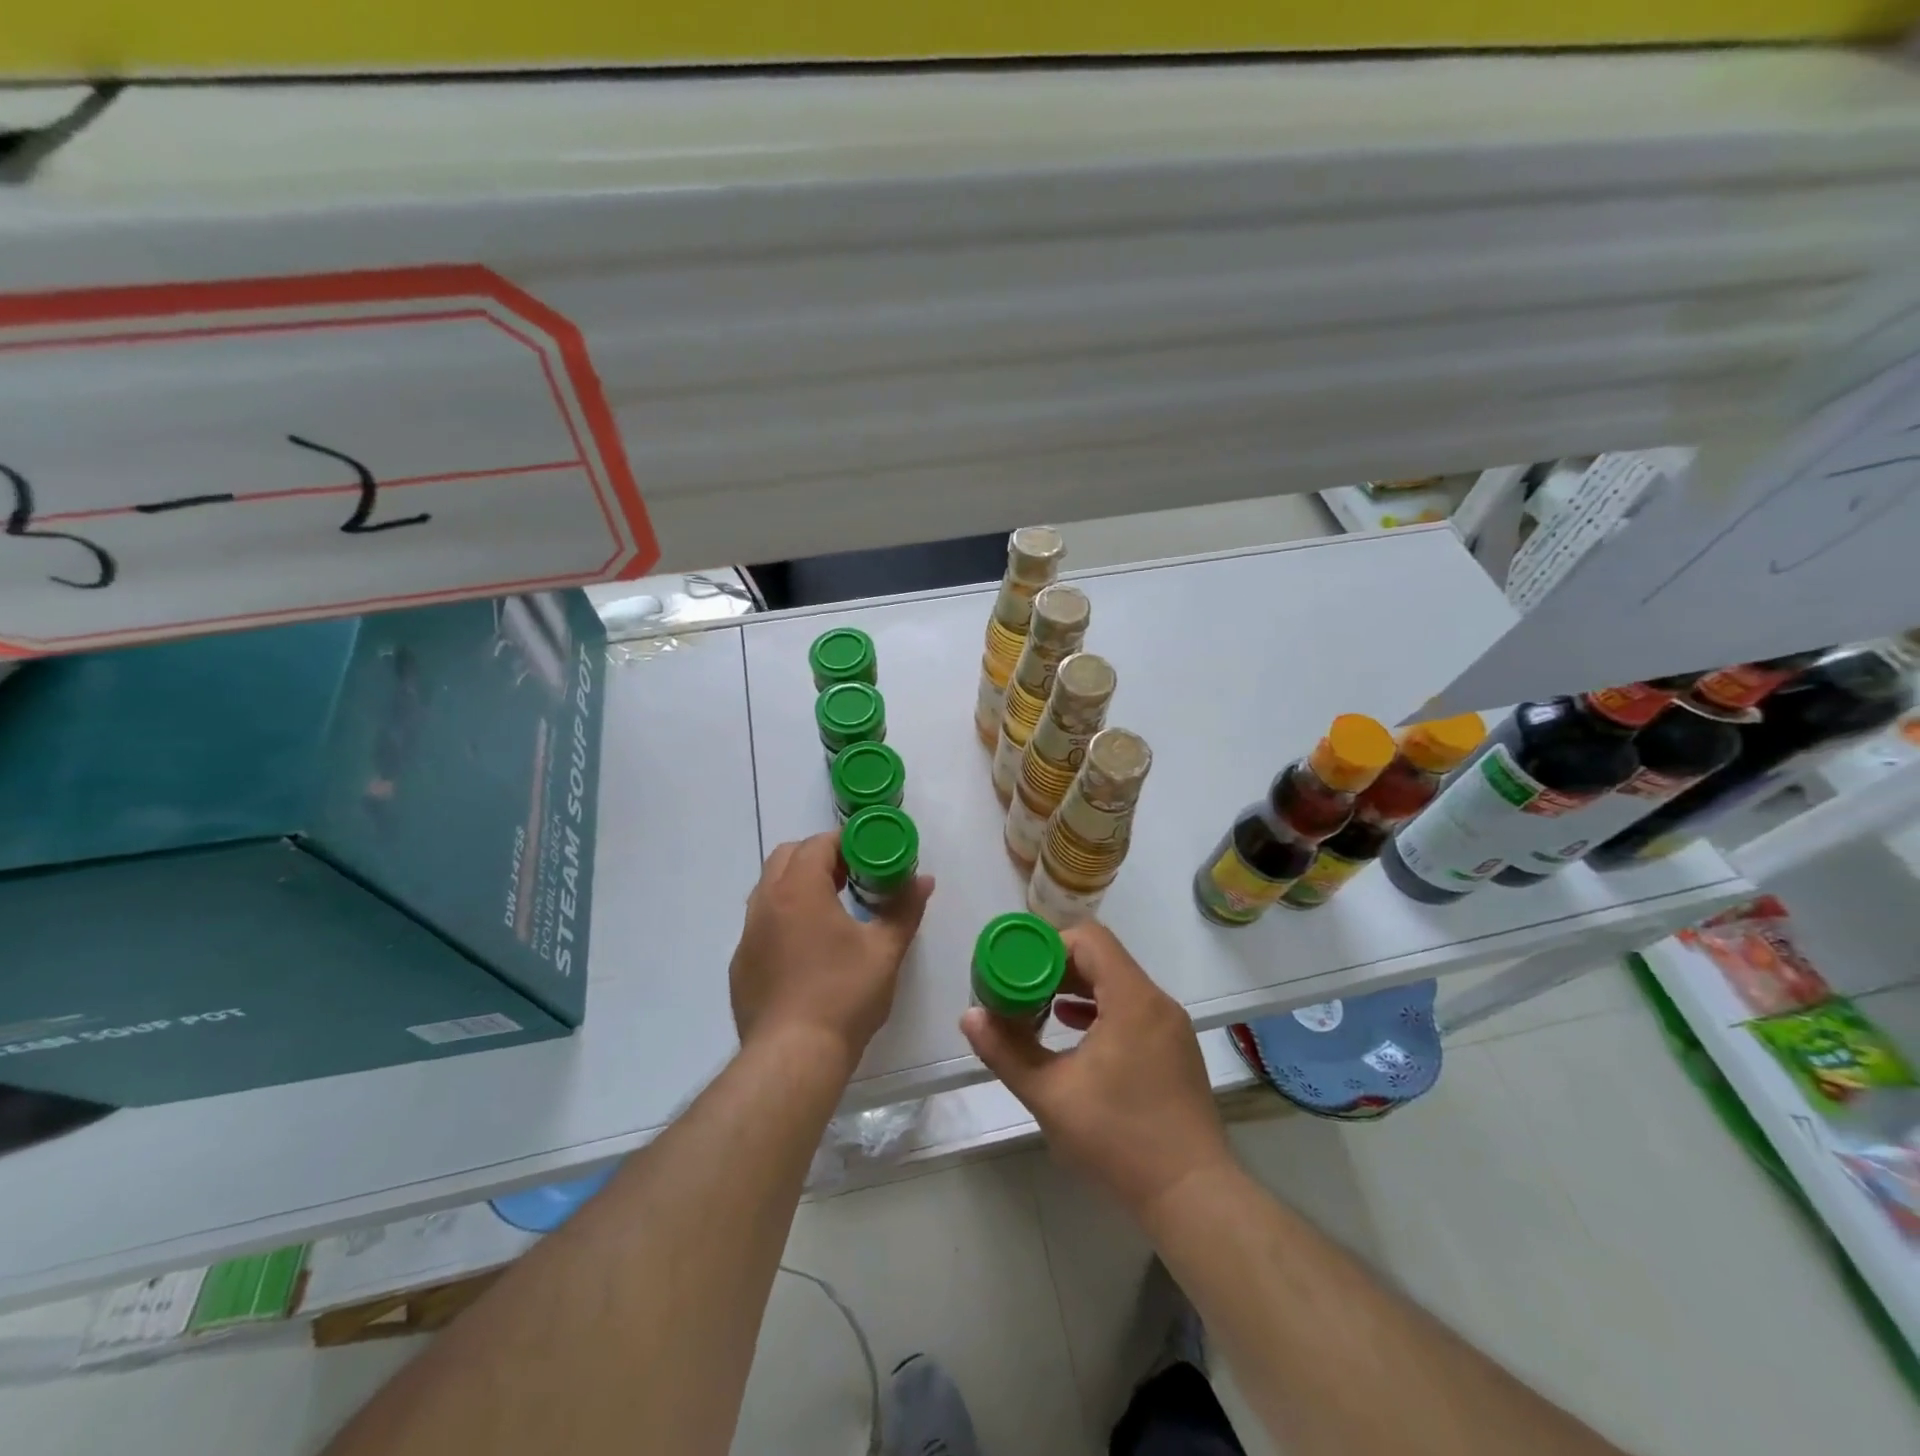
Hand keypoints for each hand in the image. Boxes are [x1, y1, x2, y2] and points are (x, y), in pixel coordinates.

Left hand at [729, 832, 932, 1070]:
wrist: (792, 1057)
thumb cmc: (844, 995)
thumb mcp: (885, 951)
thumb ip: (904, 909)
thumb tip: (924, 880)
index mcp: (799, 889)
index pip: (818, 844)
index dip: (845, 844)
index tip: (868, 857)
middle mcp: (766, 903)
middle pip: (787, 857)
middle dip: (818, 858)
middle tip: (851, 878)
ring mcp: (748, 935)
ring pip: (769, 890)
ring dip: (798, 887)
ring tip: (830, 911)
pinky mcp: (741, 965)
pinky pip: (761, 925)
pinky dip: (783, 920)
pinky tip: (806, 952)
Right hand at [960, 921, 1233, 1218]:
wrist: (1193, 1195)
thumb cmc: (1119, 1138)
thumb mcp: (1050, 1094)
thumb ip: (1006, 1051)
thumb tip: (969, 1017)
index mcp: (1132, 998)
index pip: (1089, 939)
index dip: (1048, 945)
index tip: (1018, 970)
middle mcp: (1156, 1001)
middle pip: (1102, 959)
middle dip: (1057, 969)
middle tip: (1021, 990)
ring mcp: (1171, 1026)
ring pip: (1118, 985)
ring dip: (1077, 990)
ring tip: (1041, 1010)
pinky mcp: (1175, 1050)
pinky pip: (1133, 1009)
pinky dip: (1101, 1010)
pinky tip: (1074, 1033)